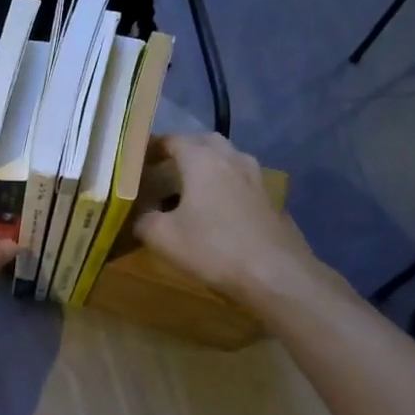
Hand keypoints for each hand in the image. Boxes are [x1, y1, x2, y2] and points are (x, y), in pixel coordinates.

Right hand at [133, 134, 329, 311]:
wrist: (277, 275)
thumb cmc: (214, 248)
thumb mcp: (163, 237)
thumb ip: (143, 220)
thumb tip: (138, 215)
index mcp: (202, 160)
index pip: (172, 139)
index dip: (152, 147)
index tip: (138, 161)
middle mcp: (231, 159)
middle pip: (205, 142)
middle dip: (185, 150)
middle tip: (166, 169)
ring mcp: (256, 179)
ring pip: (229, 160)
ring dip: (210, 166)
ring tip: (193, 188)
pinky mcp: (271, 201)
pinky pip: (243, 183)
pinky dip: (227, 188)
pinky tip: (219, 212)